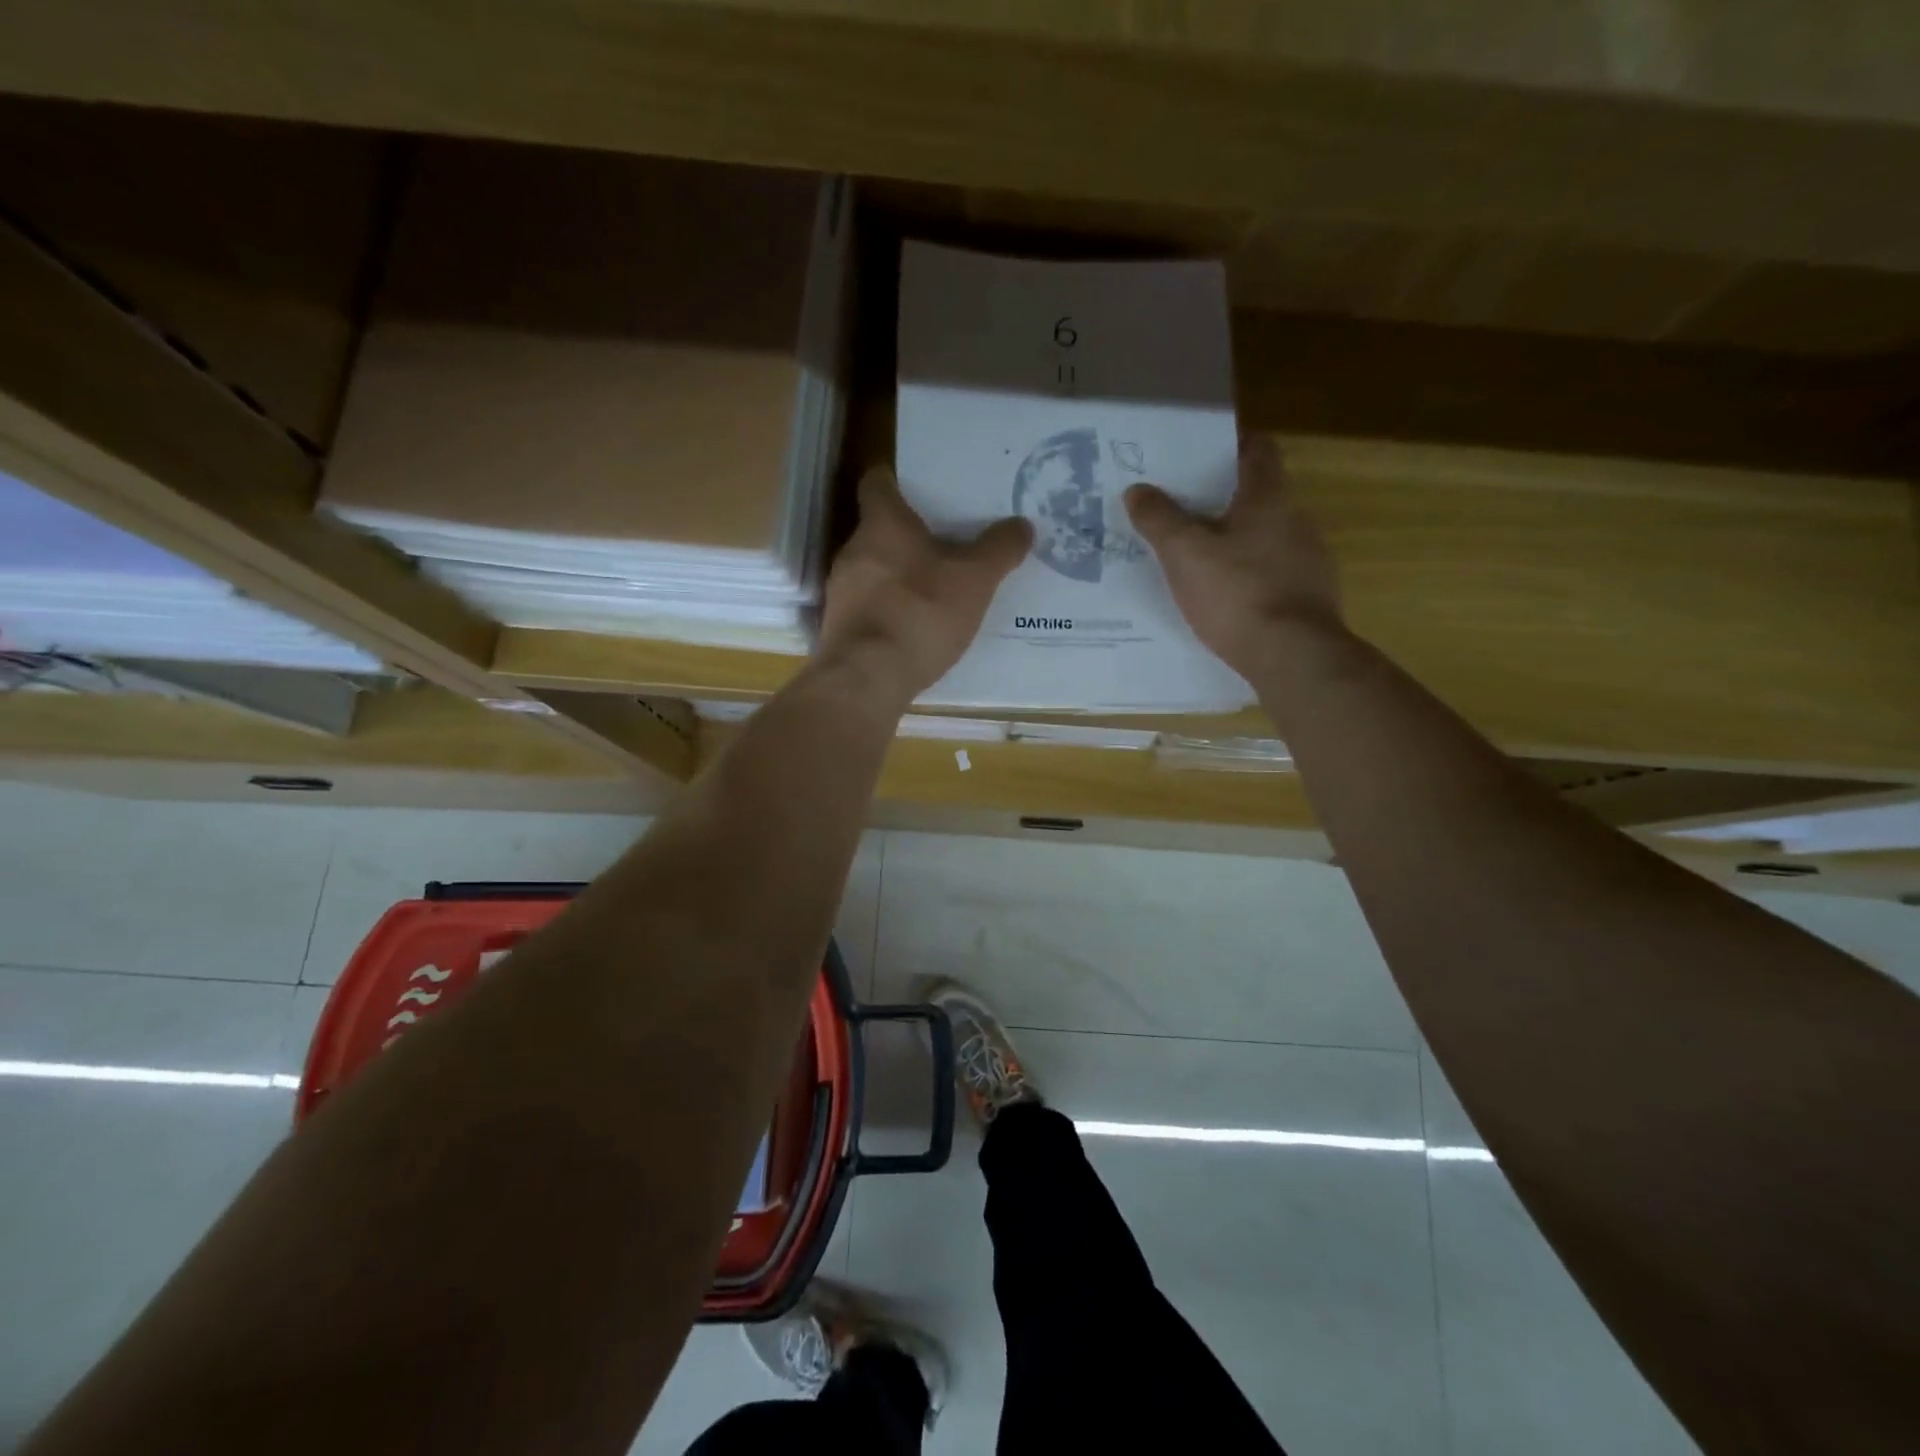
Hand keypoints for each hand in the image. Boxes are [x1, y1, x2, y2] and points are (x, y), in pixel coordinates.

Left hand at [817, 466, 1031, 700]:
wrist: (867, 678)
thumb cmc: (920, 613)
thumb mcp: (975, 580)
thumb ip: (999, 549)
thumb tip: (1021, 525)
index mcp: (882, 524)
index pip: (877, 482)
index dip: (898, 479)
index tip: (921, 488)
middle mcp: (853, 549)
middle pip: (879, 529)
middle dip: (910, 535)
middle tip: (947, 543)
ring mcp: (841, 591)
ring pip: (873, 569)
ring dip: (900, 575)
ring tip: (937, 588)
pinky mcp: (839, 627)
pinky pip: (869, 606)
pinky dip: (891, 609)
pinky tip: (916, 627)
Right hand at [1125, 435, 1344, 682]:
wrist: (1294, 656)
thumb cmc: (1237, 593)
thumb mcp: (1184, 554)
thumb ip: (1159, 519)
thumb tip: (1137, 489)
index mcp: (1269, 497)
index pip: (1258, 448)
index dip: (1229, 445)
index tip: (1198, 455)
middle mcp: (1296, 519)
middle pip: (1259, 494)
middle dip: (1222, 499)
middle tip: (1181, 510)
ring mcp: (1309, 559)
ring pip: (1266, 536)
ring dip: (1235, 541)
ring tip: (1196, 558)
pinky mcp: (1310, 596)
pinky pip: (1273, 573)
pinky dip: (1249, 576)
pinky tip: (1224, 598)